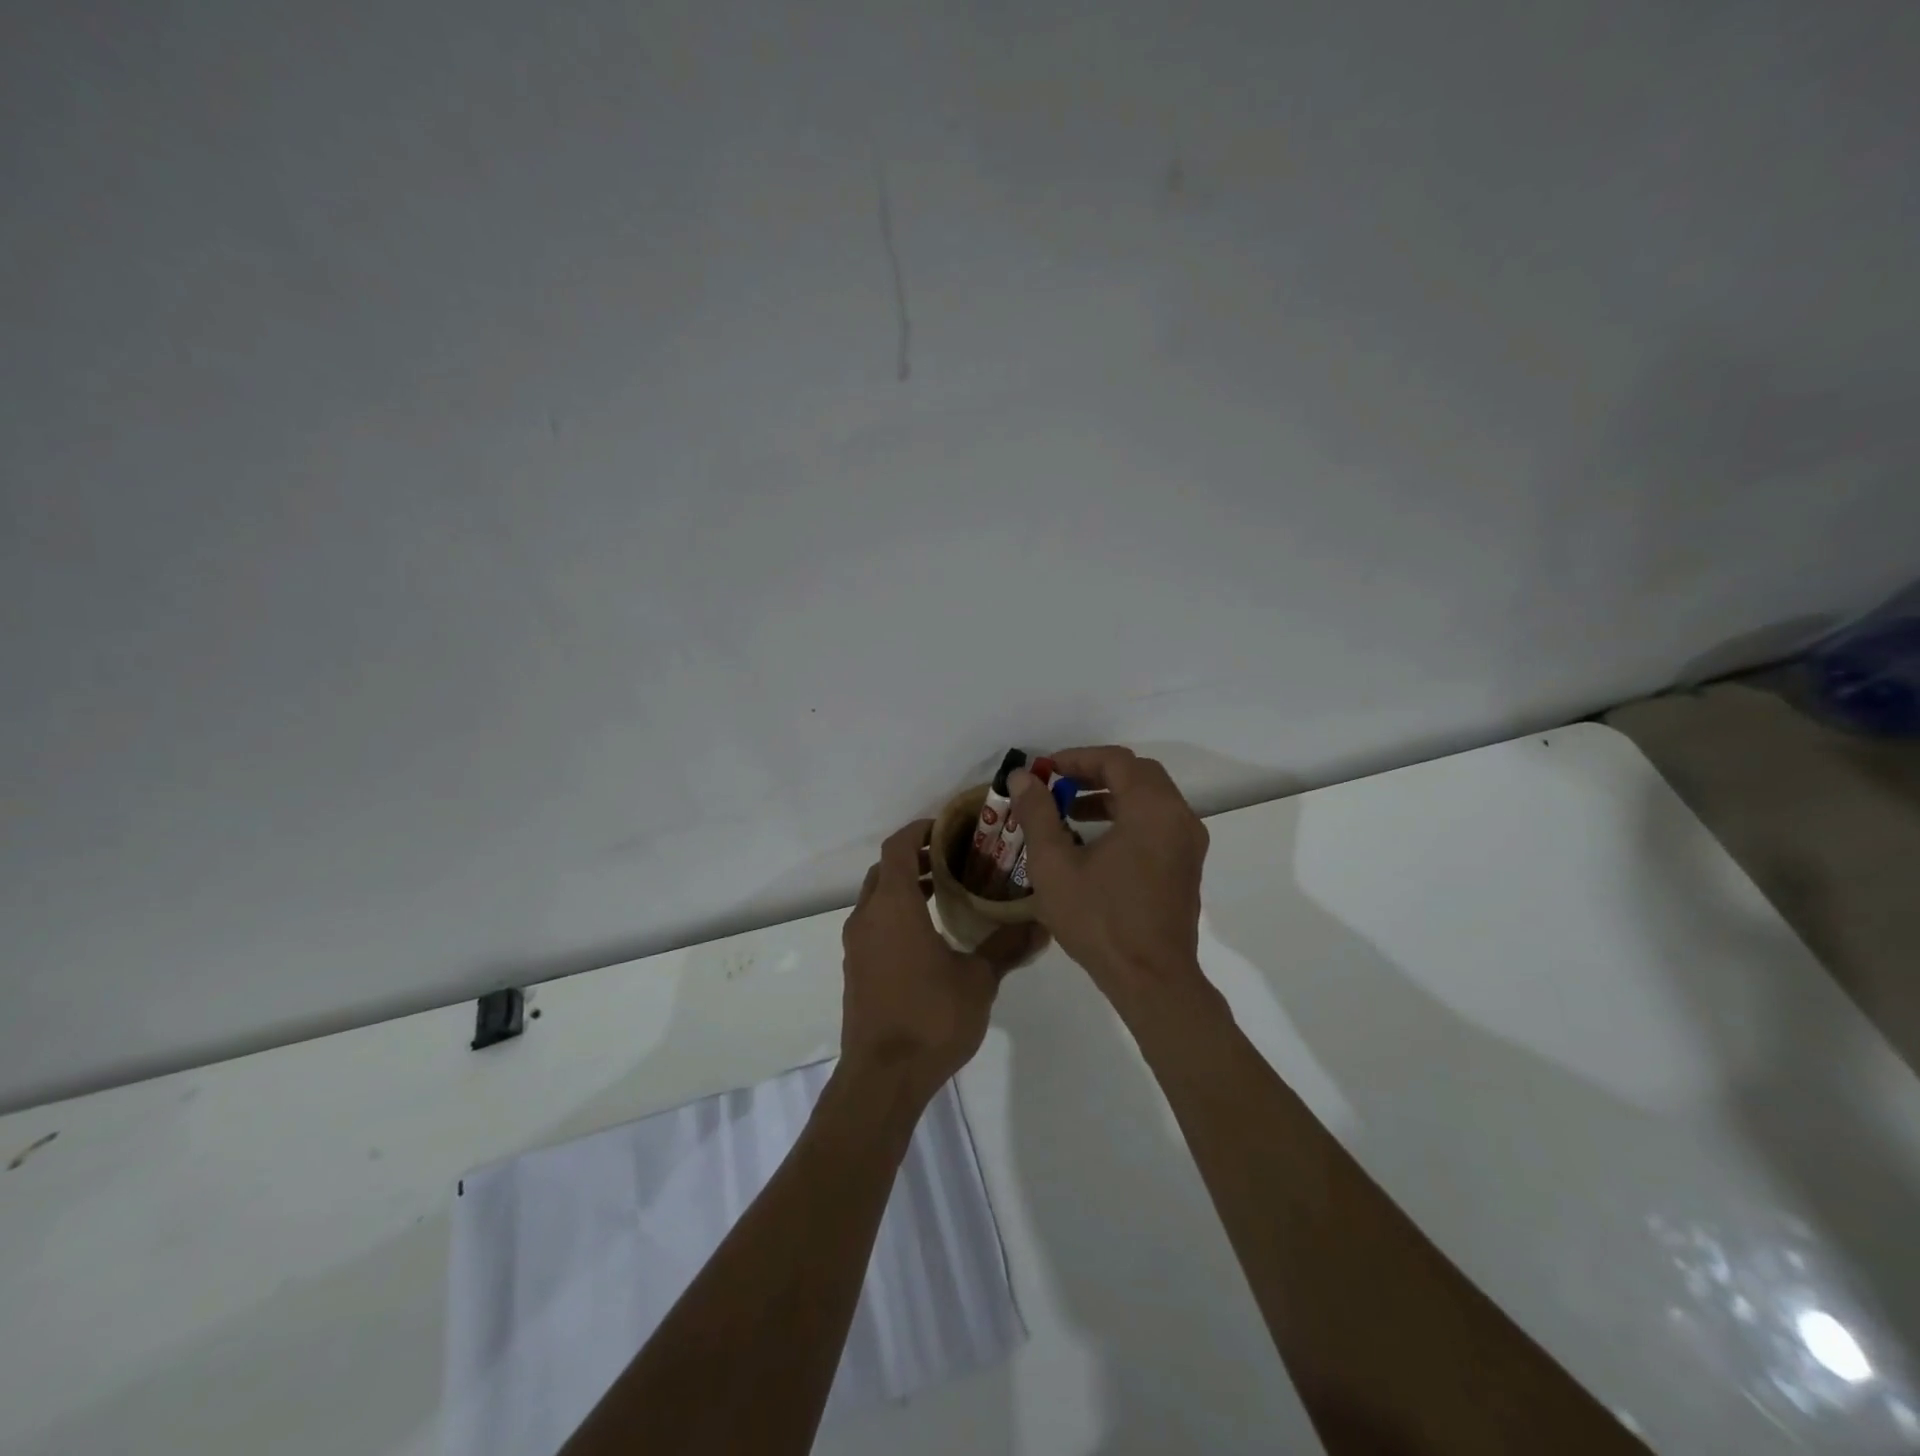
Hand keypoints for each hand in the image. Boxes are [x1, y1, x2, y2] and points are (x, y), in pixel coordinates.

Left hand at [840, 820, 1046, 1097]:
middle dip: (914, 858)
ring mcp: (856, 945)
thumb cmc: (931, 1018)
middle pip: (884, 870)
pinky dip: (896, 914)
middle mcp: (868, 917)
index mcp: (894, 906)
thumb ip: (1007, 947)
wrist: (882, 1077)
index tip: (947, 828)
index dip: (919, 830)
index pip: (897, 847)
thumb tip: (1042, 925)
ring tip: (947, 893)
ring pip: (877, 898)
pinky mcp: (856, 969)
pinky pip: (874, 925)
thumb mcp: (979, 980)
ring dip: (905, 887)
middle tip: (954, 859)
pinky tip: (928, 936)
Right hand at [1009, 746, 1209, 1003]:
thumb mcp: (1055, 865)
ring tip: (1071, 811)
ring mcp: (1188, 842)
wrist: (1151, 979)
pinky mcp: (1187, 864)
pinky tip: (1096, 840)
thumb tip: (1022, 776)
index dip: (1076, 758)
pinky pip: (1158, 821)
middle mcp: (1179, 816)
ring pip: (1150, 797)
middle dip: (1095, 773)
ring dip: (1111, 794)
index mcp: (1151, 809)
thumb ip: (1038, 813)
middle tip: (1058, 785)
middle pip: (1137, 773)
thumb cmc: (1100, 920)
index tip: (1045, 770)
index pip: (1115, 761)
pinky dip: (1129, 815)